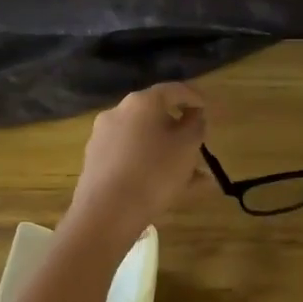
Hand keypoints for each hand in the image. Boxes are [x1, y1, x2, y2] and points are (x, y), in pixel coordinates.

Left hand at [66, 83, 208, 243]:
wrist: (107, 212)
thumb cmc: (155, 173)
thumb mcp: (188, 147)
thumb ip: (196, 126)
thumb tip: (194, 116)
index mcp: (142, 102)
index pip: (174, 90)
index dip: (194, 97)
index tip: (207, 108)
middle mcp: (118, 113)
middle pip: (155, 115)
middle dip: (178, 130)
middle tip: (195, 145)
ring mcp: (102, 137)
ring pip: (143, 140)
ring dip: (165, 152)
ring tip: (187, 176)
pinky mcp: (95, 161)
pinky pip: (130, 157)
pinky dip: (148, 165)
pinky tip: (163, 186)